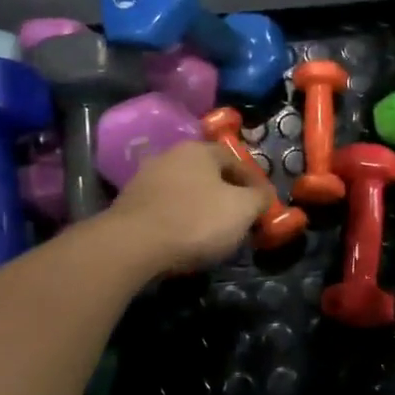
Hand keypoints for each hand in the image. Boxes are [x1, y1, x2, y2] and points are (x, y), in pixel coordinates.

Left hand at [106, 141, 271, 274]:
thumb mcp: (243, 209)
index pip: (236, 160)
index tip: (264, 205)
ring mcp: (145, 178)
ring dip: (201, 207)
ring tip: (212, 231)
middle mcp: (170, 155)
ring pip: (185, 190)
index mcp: (199, 149)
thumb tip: (265, 194)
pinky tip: (184, 238)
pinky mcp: (129, 203)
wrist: (133, 245)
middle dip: (226, 194)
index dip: (254, 183)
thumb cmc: (196, 220)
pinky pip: (165, 208)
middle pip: (208, 174)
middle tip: (240, 218)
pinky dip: (179, 219)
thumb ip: (259, 198)